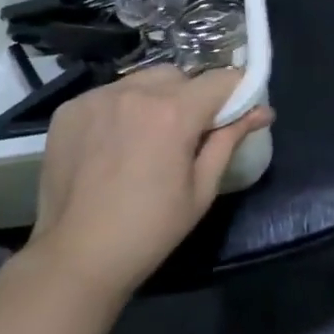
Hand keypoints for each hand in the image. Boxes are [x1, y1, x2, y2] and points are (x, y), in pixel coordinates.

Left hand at [25, 67, 272, 300]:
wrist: (76, 257)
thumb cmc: (149, 230)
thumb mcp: (200, 189)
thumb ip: (229, 140)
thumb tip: (262, 111)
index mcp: (173, 113)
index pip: (219, 80)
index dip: (233, 92)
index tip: (235, 110)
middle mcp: (135, 93)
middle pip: (178, 76)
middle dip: (190, 97)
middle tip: (186, 134)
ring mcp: (98, 97)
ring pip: (141, 81)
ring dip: (153, 99)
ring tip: (145, 137)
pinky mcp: (70, 108)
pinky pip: (108, 95)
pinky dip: (118, 110)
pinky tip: (112, 143)